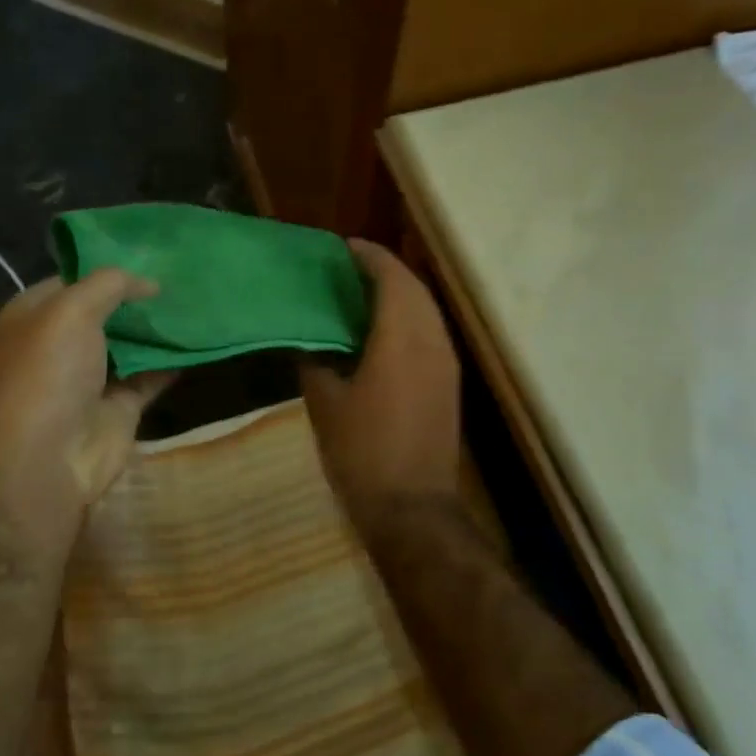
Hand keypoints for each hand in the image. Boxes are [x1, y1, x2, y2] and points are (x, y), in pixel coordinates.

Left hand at [0, 269, 172, 549]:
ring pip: (130, 342)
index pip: (73, 279)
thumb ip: (110, 284)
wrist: (47, 460)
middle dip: (138, 296)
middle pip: (105, 311)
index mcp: (33, 315)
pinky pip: (151, 375)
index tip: (151, 252)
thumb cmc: (49, 373)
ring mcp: (90, 376)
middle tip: (183, 274)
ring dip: (158, 327)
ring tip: (197, 299)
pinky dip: (173, 361)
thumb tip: (149, 281)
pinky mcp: (119, 405)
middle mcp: (59, 343)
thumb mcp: (71, 310)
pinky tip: (201, 339)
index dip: (108, 266)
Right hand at [301, 240, 461, 535]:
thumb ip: (314, 361)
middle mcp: (431, 340)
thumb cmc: (362, 452)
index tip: (343, 247)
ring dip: (399, 294)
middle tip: (348, 268)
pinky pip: (430, 333)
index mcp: (400, 338)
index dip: (369, 256)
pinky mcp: (449, 383)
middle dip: (385, 270)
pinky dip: (408, 319)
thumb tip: (307, 340)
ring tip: (362, 295)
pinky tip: (382, 333)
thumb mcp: (325, 404)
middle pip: (414, 288)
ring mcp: (446, 363)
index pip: (391, 278)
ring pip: (426, 310)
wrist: (412, 508)